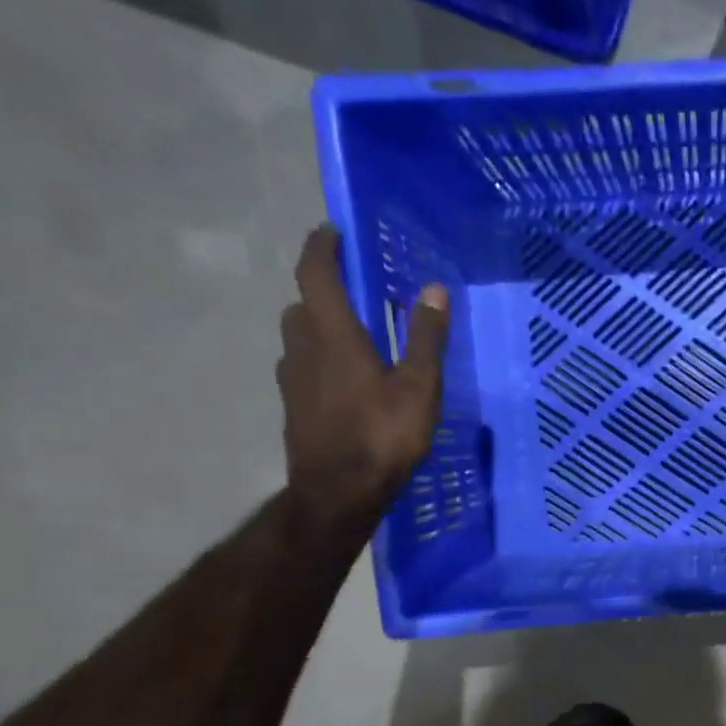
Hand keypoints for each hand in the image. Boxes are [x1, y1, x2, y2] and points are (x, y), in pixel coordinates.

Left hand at [278, 225, 448, 528]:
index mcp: (332, 334)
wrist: (337, 493)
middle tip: (357, 292)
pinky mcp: (293, 405)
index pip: (315, 273)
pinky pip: (304, 366)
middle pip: (304, 304)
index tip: (333, 232)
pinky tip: (348, 381)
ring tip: (356, 337)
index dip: (321, 247)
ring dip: (321, 325)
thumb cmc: (382, 436)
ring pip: (300, 336)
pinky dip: (321, 358)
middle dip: (325, 290)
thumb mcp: (418, 387)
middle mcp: (303, 347)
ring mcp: (292, 378)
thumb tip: (432, 289)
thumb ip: (426, 338)